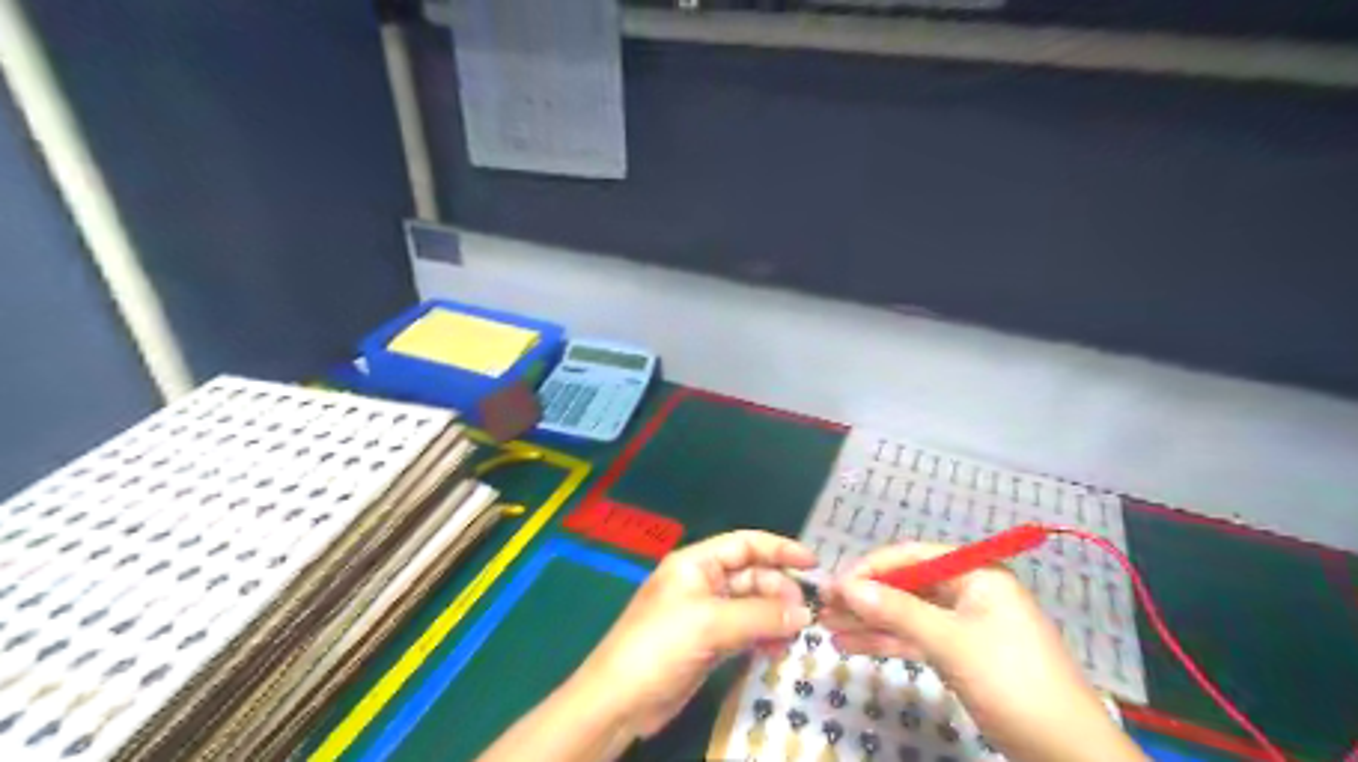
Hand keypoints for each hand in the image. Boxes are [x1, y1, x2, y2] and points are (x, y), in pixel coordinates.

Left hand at [568, 530, 810, 737]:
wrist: (620, 701)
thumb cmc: (660, 646)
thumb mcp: (710, 623)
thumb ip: (760, 615)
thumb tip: (804, 614)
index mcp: (695, 563)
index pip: (745, 544)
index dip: (779, 549)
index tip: (813, 563)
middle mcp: (702, 583)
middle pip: (751, 575)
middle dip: (780, 590)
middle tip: (804, 615)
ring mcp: (705, 615)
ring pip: (751, 606)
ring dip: (774, 617)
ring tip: (794, 636)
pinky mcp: (708, 644)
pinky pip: (745, 631)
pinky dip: (762, 637)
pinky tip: (776, 651)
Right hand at [815, 542, 1142, 760]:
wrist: (1068, 754)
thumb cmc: (1013, 682)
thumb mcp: (951, 643)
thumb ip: (896, 610)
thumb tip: (845, 585)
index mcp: (976, 573)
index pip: (912, 557)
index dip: (870, 568)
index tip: (834, 585)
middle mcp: (968, 591)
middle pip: (906, 586)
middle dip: (866, 598)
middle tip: (824, 609)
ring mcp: (964, 623)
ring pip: (907, 614)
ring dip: (870, 622)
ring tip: (828, 629)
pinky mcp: (961, 653)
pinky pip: (917, 638)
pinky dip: (888, 642)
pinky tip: (853, 645)